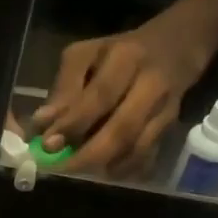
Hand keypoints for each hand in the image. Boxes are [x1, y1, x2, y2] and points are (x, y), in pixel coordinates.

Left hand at [31, 13, 210, 175]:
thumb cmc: (118, 52)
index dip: (73, 123)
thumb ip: (64, 87)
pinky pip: (148, 157)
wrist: (175, 47)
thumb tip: (42, 124)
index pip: (100, 96)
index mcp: (126, 58)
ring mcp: (166, 109)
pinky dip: (124, 169)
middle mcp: (152, 84)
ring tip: (78, 170)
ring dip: (105, 165)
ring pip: (137, 148)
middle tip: (61, 167)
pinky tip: (104, 170)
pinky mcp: (171, 129)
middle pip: (123, 129)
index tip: (47, 144)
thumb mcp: (85, 55)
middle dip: (88, 155)